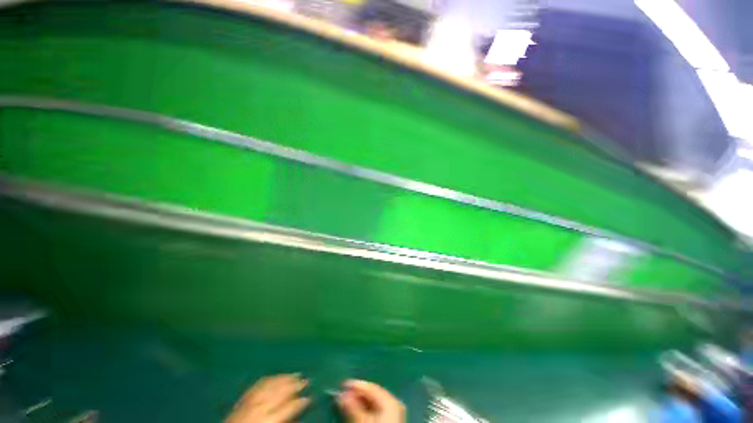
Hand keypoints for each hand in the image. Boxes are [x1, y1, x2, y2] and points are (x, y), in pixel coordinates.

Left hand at [226, 374, 309, 422]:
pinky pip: (259, 384)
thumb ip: (286, 420)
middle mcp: (259, 407)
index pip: (289, 407)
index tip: (310, 397)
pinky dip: (271, 378)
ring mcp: (250, 400)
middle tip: (307, 380)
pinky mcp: (243, 397)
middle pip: (280, 392)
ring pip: (271, 384)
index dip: (301, 402)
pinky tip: (278, 376)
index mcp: (268, 419)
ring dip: (285, 378)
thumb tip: (298, 409)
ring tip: (297, 374)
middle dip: (295, 385)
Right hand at [337, 380, 404, 422]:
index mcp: (390, 401)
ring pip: (374, 404)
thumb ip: (352, 407)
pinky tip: (356, 413)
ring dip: (359, 403)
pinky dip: (365, 411)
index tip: (341, 385)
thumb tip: (340, 394)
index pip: (371, 387)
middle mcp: (394, 404)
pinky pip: (376, 411)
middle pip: (373, 395)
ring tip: (346, 404)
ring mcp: (394, 414)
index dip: (355, 385)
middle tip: (342, 395)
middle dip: (357, 395)